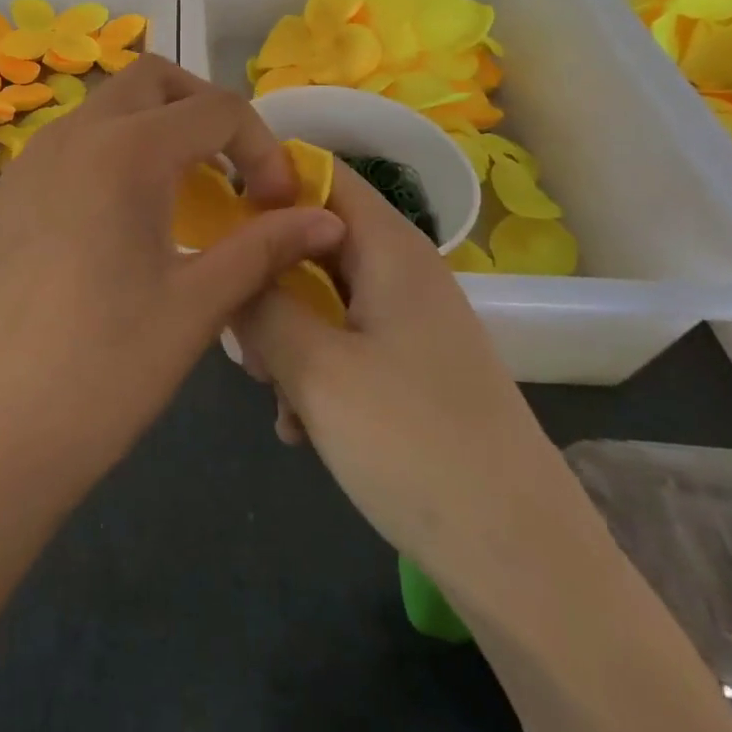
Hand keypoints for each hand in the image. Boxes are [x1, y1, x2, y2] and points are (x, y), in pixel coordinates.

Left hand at [0, 56, 344, 527]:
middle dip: (202, 108)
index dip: (263, 147)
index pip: (216, 108)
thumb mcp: (196, 308)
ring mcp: (24, 165)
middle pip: (150, 79)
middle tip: (228, 170)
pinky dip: (104, 160)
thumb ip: (263, 248)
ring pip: (101, 110)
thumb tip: (328, 219)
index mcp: (124, 151)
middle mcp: (69, 137)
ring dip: (150, 130)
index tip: (276, 205)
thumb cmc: (100, 374)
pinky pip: (63, 150)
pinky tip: (109, 231)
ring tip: (175, 199)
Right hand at [234, 160, 569, 572]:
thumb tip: (229, 266)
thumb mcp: (314, 366)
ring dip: (283, 329)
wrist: (520, 558)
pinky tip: (296, 423)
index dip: (264, 180)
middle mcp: (401, 270)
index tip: (212, 215)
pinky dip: (312, 366)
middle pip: (313, 236)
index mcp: (389, 247)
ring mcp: (409, 320)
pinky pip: (344, 340)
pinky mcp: (411, 367)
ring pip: (322, 293)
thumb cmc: (411, 442)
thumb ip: (259, 302)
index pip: (320, 173)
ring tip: (264, 384)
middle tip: (234, 324)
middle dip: (264, 273)